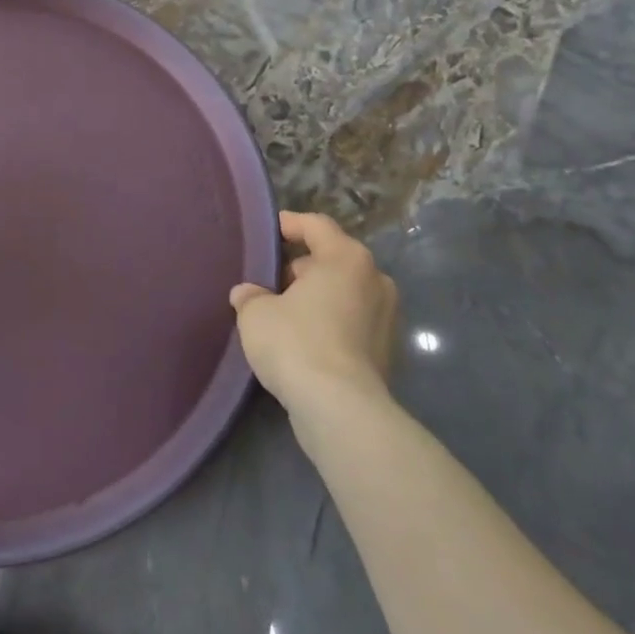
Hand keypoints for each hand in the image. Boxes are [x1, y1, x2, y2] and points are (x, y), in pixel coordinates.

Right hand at [230, 210, 398, 423]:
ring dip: (317, 296)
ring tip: (283, 311)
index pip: (316, 225)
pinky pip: (352, 321)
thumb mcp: (256, 313)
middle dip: (302, 266)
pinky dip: (330, 322)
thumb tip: (247, 294)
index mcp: (346, 258)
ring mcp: (386, 316)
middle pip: (333, 259)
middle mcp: (374, 279)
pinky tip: (303, 340)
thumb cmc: (296, 343)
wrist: (340, 409)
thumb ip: (250, 295)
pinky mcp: (387, 350)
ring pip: (344, 292)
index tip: (270, 230)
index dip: (290, 224)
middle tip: (270, 279)